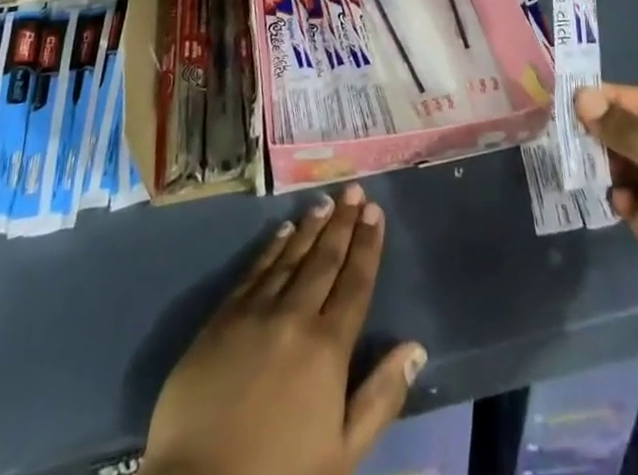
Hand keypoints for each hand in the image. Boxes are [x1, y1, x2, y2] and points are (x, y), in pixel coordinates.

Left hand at [144, 184, 426, 474]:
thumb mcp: (342, 453)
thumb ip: (380, 397)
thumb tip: (415, 347)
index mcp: (327, 347)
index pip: (355, 283)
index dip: (367, 245)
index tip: (376, 212)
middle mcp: (294, 316)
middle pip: (324, 260)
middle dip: (343, 223)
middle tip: (354, 190)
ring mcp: (255, 312)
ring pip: (289, 257)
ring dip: (310, 227)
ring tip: (325, 202)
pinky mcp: (221, 318)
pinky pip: (253, 271)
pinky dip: (271, 248)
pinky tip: (281, 231)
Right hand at [576, 83, 637, 366]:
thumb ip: (629, 132)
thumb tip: (582, 97)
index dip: (619, 98)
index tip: (581, 98)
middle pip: (637, 132)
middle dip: (607, 128)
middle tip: (571, 126)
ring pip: (627, 164)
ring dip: (605, 159)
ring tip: (581, 158)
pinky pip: (626, 197)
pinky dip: (616, 193)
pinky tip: (614, 200)